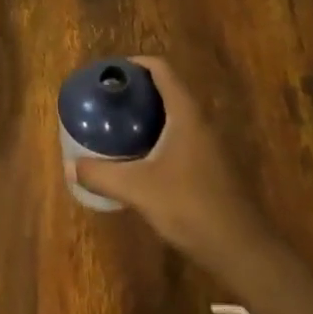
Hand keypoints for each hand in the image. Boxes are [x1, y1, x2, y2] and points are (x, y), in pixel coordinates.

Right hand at [70, 57, 265, 264]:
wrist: (242, 250)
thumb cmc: (190, 207)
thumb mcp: (138, 189)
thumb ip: (102, 175)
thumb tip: (71, 166)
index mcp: (186, 115)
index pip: (162, 70)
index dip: (136, 64)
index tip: (110, 73)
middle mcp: (200, 123)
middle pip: (167, 91)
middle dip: (137, 91)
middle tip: (107, 101)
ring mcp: (210, 146)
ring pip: (175, 117)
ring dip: (148, 116)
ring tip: (117, 126)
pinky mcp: (212, 168)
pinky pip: (181, 138)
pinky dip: (158, 137)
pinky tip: (140, 159)